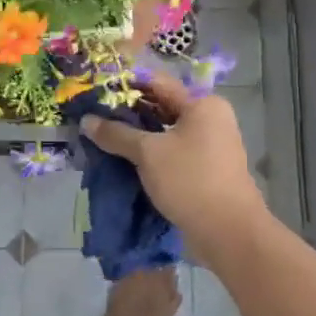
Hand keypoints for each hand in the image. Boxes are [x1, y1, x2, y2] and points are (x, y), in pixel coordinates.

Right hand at [79, 73, 268, 251]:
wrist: (229, 232)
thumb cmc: (190, 180)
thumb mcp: (148, 153)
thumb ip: (116, 134)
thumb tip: (86, 121)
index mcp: (202, 104)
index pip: (157, 83)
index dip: (125, 85)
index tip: (95, 92)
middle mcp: (210, 118)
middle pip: (161, 106)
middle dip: (128, 113)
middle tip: (94, 117)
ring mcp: (210, 145)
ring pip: (165, 131)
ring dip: (137, 136)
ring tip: (103, 138)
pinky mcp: (206, 168)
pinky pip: (172, 152)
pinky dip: (150, 153)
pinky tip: (124, 160)